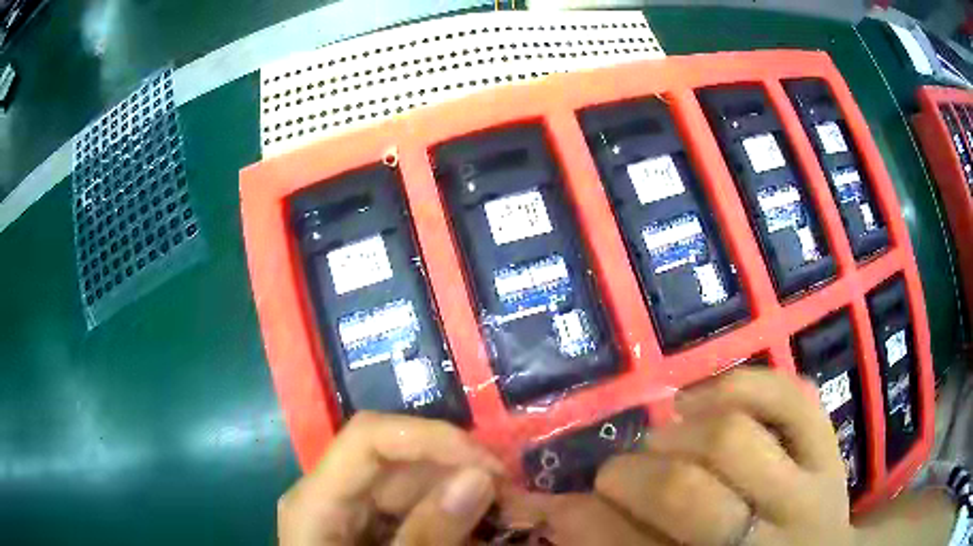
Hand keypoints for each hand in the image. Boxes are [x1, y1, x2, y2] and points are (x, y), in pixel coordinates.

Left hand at [277, 412, 503, 544]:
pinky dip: (449, 514)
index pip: (368, 438)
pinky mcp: (368, 525)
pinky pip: (412, 506)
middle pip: (395, 460)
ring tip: (503, 512)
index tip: (491, 466)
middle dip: (456, 469)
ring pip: (409, 481)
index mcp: (317, 501)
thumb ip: (429, 536)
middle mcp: (330, 493)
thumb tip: (480, 476)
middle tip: (512, 495)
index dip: (430, 438)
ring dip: (459, 492)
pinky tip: (477, 528)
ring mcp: (349, 510)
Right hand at [588, 368, 853, 545]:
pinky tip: (705, 403)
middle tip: (614, 476)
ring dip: (677, 433)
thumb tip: (562, 511)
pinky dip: (739, 385)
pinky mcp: (830, 447)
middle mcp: (766, 541)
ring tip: (662, 440)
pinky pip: (790, 395)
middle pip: (684, 492)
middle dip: (628, 476)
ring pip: (733, 437)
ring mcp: (809, 487)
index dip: (582, 521)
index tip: (552, 503)